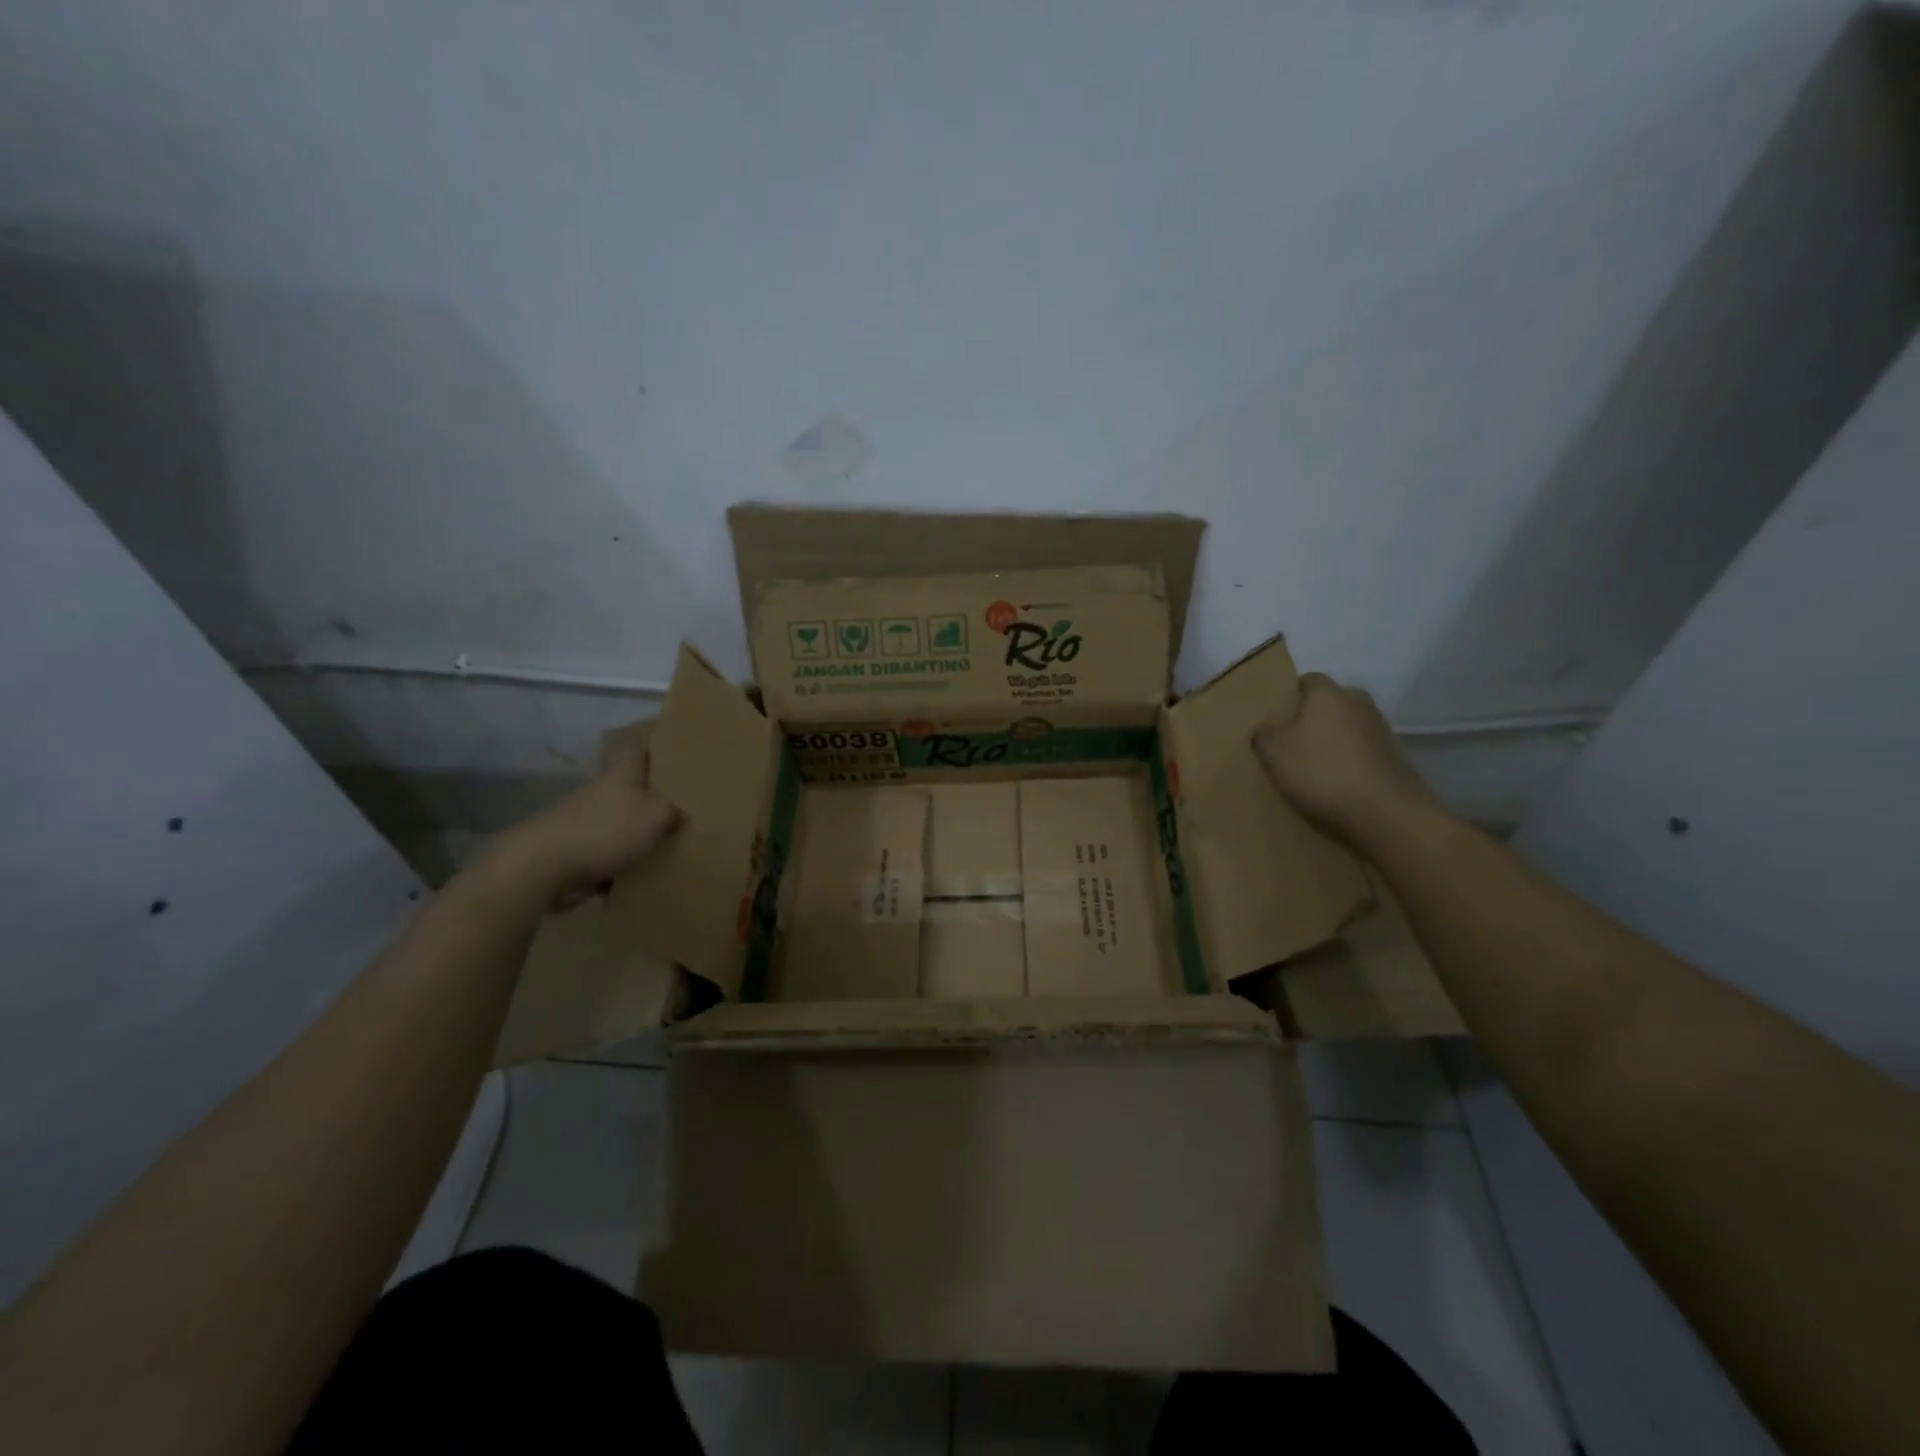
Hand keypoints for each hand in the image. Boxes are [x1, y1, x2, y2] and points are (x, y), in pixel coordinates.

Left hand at [481, 737, 681, 912]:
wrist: (544, 867)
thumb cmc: (606, 829)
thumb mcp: (656, 814)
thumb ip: (672, 811)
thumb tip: (679, 815)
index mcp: (618, 777)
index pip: (634, 754)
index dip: (651, 756)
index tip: (671, 766)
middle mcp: (598, 795)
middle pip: (627, 793)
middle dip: (647, 804)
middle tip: (677, 817)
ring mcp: (581, 825)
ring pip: (615, 827)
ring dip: (632, 840)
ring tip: (662, 854)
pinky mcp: (571, 855)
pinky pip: (602, 859)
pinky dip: (616, 869)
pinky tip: (636, 882)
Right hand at [1254, 673, 1438, 846]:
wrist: (1383, 810)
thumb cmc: (1321, 771)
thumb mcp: (1274, 754)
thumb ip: (1263, 735)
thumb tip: (1266, 730)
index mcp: (1328, 694)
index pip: (1308, 680)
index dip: (1291, 696)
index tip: (1278, 718)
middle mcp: (1358, 702)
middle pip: (1331, 702)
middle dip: (1315, 717)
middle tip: (1294, 741)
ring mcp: (1381, 728)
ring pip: (1349, 726)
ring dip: (1335, 739)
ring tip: (1317, 765)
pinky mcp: (1395, 754)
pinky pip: (1364, 749)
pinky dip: (1352, 759)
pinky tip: (1339, 781)